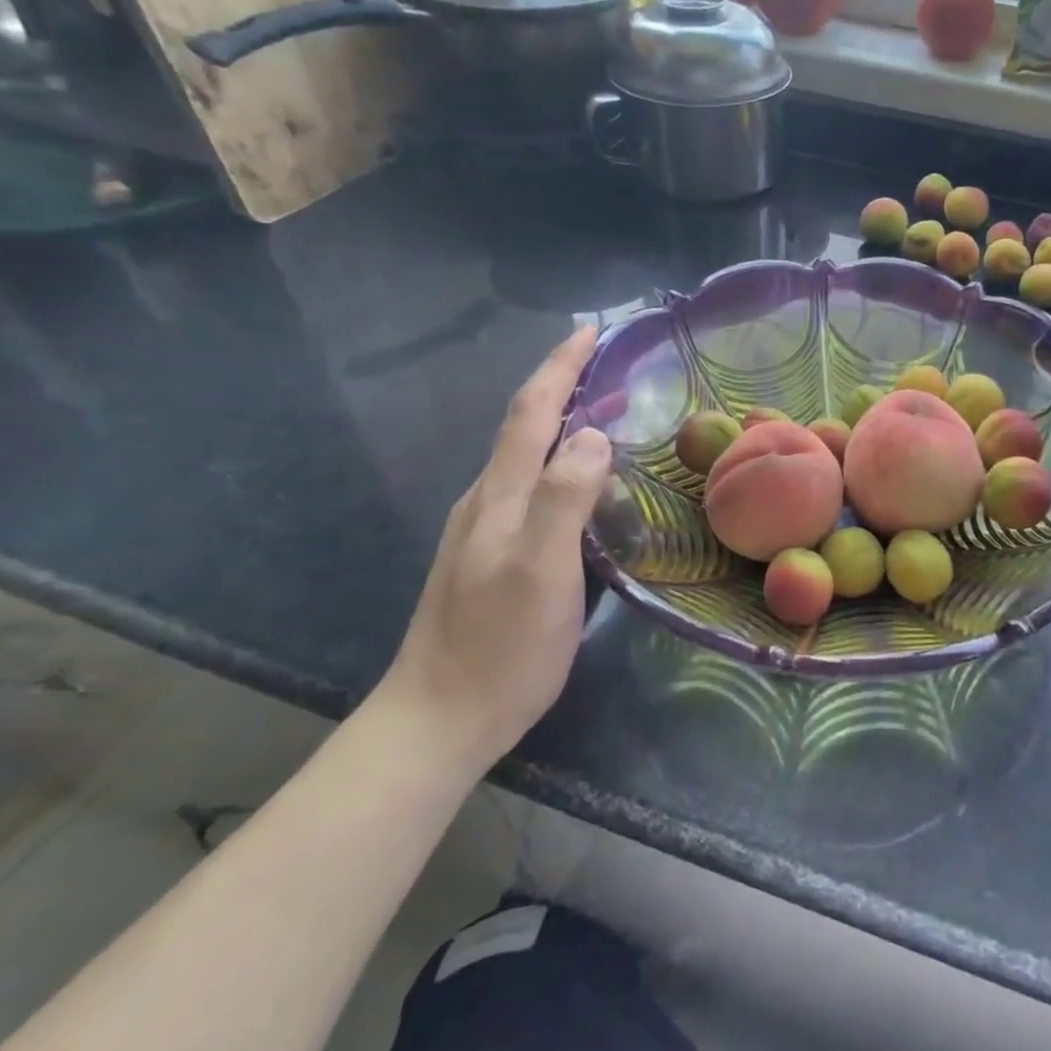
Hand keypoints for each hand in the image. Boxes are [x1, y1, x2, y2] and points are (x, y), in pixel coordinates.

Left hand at [380, 329, 612, 766]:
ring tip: (608, 413)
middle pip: (524, 426)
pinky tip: (584, 482)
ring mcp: (486, 530)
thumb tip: (594, 433)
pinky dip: (561, 463)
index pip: (530, 412)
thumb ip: (564, 499)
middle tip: (611, 367)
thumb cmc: (500, 646)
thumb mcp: (541, 571)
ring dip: (563, 423)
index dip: (560, 366)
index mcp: (499, 496)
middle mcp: (488, 501)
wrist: (440, 719)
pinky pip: (533, 488)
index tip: (591, 330)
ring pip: (527, 457)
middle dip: (563, 384)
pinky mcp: (494, 555)